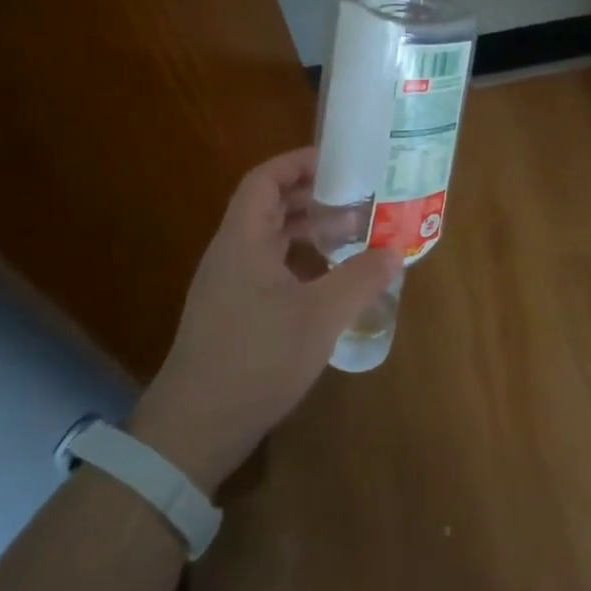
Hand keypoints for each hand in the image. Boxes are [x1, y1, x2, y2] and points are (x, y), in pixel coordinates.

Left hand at [129, 148, 400, 492]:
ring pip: (273, 241)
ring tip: (354, 235)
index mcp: (243, 241)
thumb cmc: (256, 359)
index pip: (265, 179)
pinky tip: (331, 281)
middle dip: (315, 197)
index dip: (299, 163)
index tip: (341, 161)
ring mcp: (229, 286)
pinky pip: (271, 269)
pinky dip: (303, 263)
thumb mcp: (320, 316)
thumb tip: (395, 251)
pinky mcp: (234, 314)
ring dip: (311, 232)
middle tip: (359, 198)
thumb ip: (360, 278)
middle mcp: (232, 255)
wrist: (195, 429)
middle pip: (271, 207)